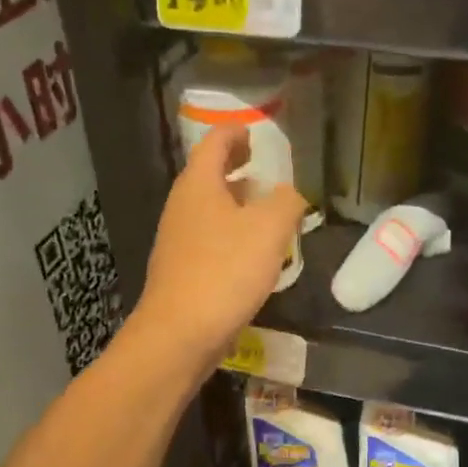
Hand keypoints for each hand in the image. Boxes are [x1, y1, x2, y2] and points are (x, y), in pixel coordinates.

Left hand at [134, 125, 306, 368]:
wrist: (179, 334)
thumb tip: (290, 194)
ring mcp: (177, 241)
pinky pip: (209, 239)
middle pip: (208, 175)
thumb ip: (287, 202)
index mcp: (199, 185)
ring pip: (208, 209)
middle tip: (260, 166)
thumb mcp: (270, 229)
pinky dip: (229, 233)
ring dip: (234, 203)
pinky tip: (250, 254)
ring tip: (263, 209)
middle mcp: (182, 207)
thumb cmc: (225, 272)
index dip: (235, 133)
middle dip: (234, 167)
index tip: (253, 132)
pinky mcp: (181, 271)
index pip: (214, 143)